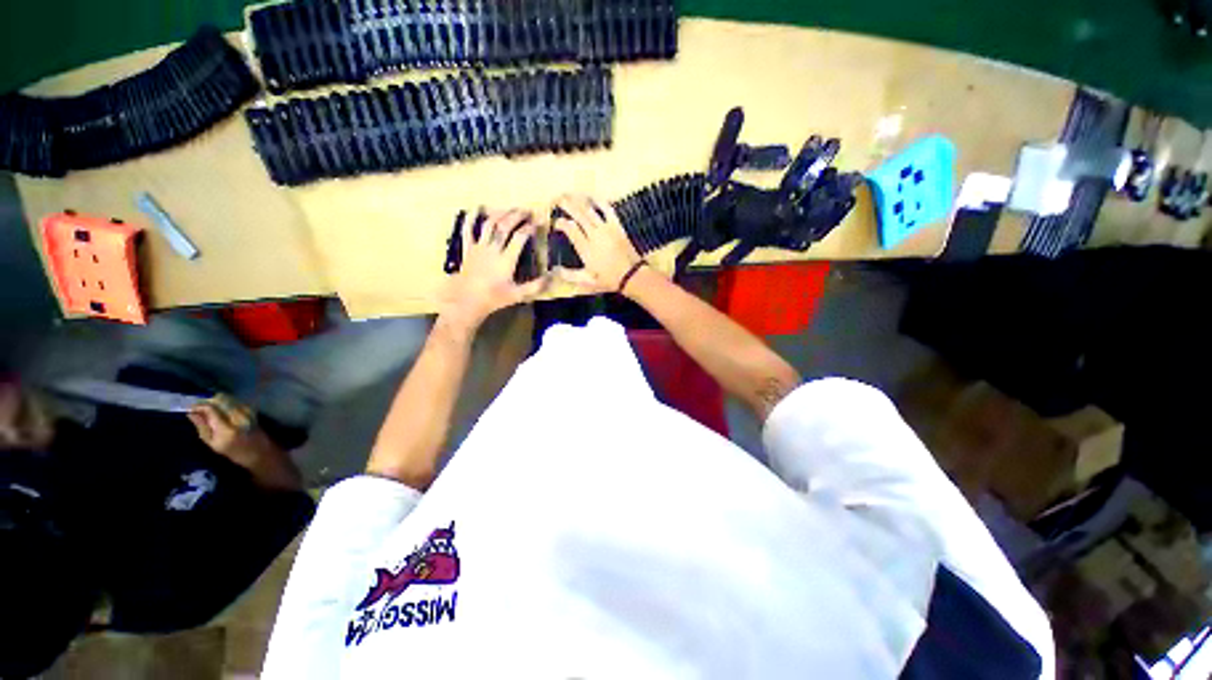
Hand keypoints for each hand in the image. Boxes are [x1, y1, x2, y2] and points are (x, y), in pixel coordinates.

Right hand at [188, 394, 278, 468]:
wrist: (259, 451)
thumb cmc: (233, 451)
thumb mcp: (212, 443)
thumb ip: (202, 427)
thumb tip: (191, 413)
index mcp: (227, 429)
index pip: (211, 409)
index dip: (199, 405)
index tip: (189, 407)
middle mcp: (239, 418)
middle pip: (221, 400)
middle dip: (207, 401)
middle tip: (197, 406)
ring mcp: (248, 413)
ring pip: (229, 398)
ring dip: (216, 401)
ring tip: (207, 408)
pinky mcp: (253, 411)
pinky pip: (236, 401)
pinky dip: (226, 402)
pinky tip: (220, 408)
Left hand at [441, 209, 546, 330]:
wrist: (467, 301)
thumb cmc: (494, 299)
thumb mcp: (518, 295)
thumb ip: (536, 286)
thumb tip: (553, 277)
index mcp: (506, 260)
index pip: (520, 238)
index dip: (530, 227)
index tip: (538, 221)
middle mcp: (493, 250)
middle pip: (505, 226)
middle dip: (517, 216)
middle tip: (527, 211)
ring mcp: (478, 247)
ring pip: (489, 224)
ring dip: (500, 214)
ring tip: (510, 209)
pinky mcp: (467, 248)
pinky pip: (467, 230)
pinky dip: (472, 217)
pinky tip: (477, 208)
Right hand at [552, 195, 642, 292]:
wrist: (632, 275)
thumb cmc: (609, 280)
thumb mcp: (588, 281)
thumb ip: (570, 276)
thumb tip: (555, 271)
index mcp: (586, 249)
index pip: (570, 230)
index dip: (561, 224)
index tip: (556, 222)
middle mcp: (594, 235)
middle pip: (579, 215)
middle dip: (567, 205)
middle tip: (557, 198)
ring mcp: (607, 229)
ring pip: (590, 210)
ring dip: (579, 201)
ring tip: (570, 194)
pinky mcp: (617, 226)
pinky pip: (607, 210)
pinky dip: (600, 202)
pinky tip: (593, 197)